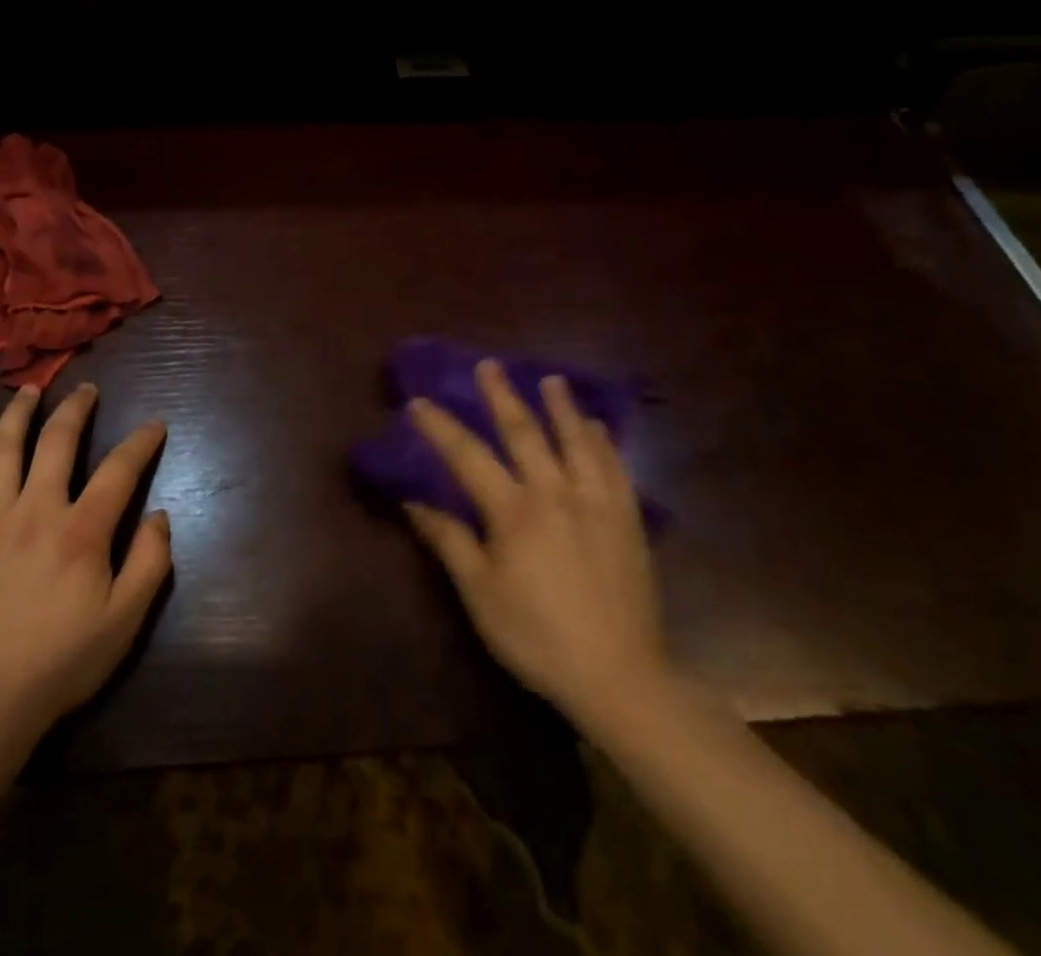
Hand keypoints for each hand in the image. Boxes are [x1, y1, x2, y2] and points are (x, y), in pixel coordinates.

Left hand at [0, 383, 171, 737]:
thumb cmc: (62, 662)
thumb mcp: (125, 620)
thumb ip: (150, 562)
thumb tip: (158, 515)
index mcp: (81, 530)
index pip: (119, 470)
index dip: (141, 442)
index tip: (154, 424)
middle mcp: (36, 510)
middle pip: (58, 442)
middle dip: (76, 409)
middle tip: (86, 390)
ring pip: (4, 451)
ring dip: (18, 415)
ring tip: (29, 391)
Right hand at [404, 360, 668, 733]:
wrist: (620, 677)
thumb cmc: (537, 636)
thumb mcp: (480, 593)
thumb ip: (449, 540)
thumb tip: (413, 502)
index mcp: (514, 511)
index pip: (468, 456)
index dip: (440, 427)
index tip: (419, 401)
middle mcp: (556, 493)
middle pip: (525, 432)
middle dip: (502, 395)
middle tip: (489, 364)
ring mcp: (597, 503)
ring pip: (577, 441)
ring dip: (561, 407)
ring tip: (551, 379)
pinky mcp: (627, 521)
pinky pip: (616, 468)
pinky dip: (604, 442)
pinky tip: (599, 427)